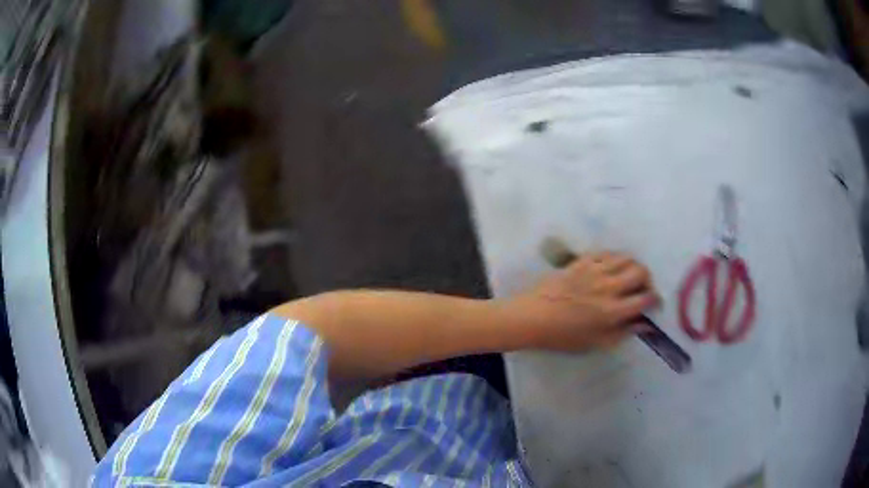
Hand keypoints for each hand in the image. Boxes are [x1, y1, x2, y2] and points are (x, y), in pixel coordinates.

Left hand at [503, 252, 659, 350]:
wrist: (533, 317)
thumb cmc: (564, 336)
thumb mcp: (596, 343)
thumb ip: (624, 333)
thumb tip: (646, 324)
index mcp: (612, 311)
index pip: (645, 299)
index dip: (655, 300)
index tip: (654, 304)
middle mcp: (608, 286)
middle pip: (641, 272)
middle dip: (648, 280)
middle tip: (643, 289)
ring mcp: (595, 270)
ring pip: (626, 258)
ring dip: (633, 267)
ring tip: (629, 277)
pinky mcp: (582, 261)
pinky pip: (607, 252)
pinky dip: (615, 259)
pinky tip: (612, 268)